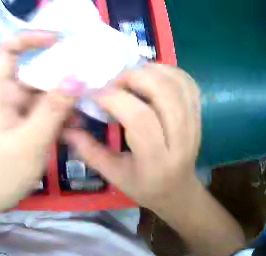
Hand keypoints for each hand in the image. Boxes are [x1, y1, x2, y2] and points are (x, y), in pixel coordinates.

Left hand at [0, 31, 82, 210]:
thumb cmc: (5, 169)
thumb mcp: (29, 140)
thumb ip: (52, 109)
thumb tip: (77, 77)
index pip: (7, 49)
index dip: (29, 37)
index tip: (57, 39)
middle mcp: (8, 92)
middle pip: (32, 65)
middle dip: (58, 63)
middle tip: (87, 64)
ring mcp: (20, 105)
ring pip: (45, 86)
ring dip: (65, 91)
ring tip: (89, 96)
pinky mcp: (30, 117)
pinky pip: (49, 104)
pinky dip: (64, 108)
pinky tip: (78, 121)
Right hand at [63, 64, 200, 210]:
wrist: (178, 190)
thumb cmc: (146, 187)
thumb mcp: (115, 176)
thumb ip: (90, 151)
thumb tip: (66, 127)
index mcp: (157, 160)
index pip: (139, 118)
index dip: (114, 98)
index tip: (95, 93)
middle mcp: (181, 139)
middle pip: (163, 92)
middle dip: (134, 77)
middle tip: (114, 80)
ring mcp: (194, 124)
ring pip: (178, 83)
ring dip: (152, 70)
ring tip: (132, 76)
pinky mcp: (199, 115)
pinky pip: (188, 84)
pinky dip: (170, 71)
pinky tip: (154, 75)